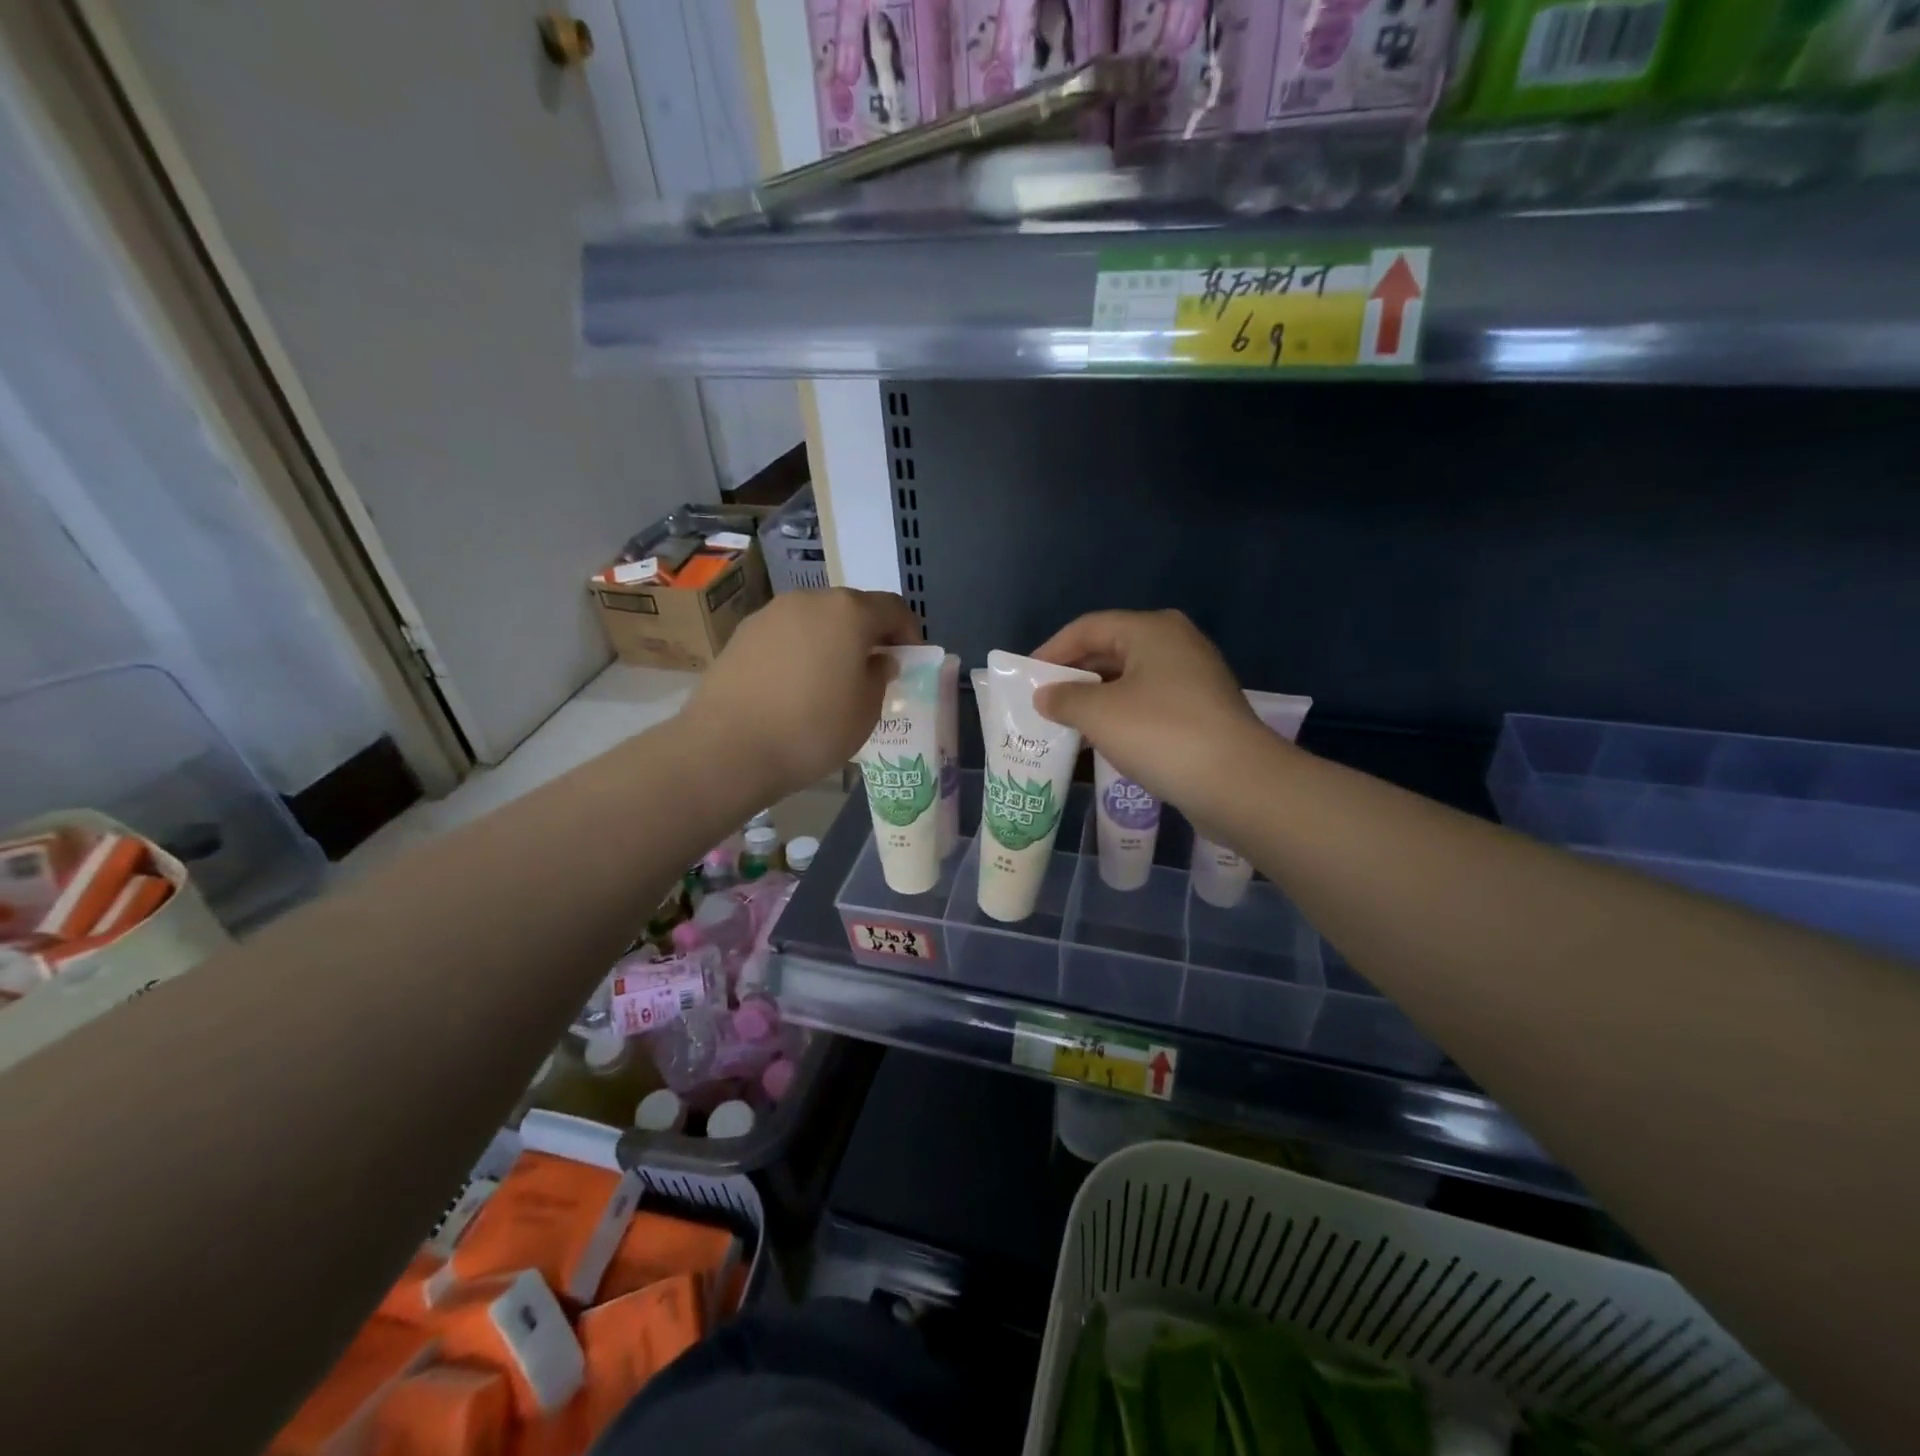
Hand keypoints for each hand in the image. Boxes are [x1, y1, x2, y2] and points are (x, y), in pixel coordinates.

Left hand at [682, 588, 921, 801]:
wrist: (728, 748)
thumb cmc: (812, 730)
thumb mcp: (866, 711)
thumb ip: (880, 677)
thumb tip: (878, 660)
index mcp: (849, 612)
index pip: (893, 608)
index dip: (908, 632)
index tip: (909, 660)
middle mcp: (809, 600)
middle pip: (851, 608)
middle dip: (868, 634)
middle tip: (872, 670)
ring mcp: (771, 614)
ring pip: (815, 620)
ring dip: (831, 640)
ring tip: (831, 679)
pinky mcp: (742, 634)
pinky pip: (786, 635)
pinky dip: (800, 650)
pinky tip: (795, 685)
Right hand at [1032, 610, 1273, 817]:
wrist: (1237, 783)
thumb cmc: (1161, 734)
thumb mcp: (1099, 713)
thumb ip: (1064, 698)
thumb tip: (1045, 696)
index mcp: (1151, 630)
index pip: (1088, 627)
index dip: (1051, 650)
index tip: (1024, 677)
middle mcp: (1175, 644)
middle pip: (1110, 650)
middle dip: (1073, 676)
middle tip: (1040, 701)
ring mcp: (1193, 679)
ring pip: (1129, 680)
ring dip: (1094, 700)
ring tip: (1062, 723)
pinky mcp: (1201, 712)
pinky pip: (1148, 704)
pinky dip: (1120, 716)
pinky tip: (1099, 741)